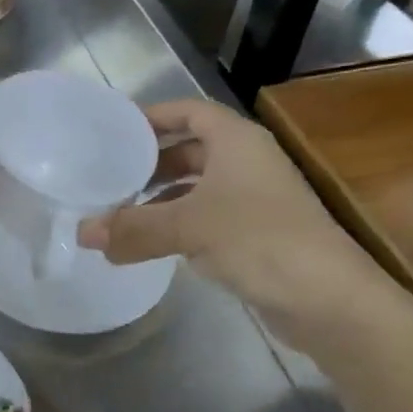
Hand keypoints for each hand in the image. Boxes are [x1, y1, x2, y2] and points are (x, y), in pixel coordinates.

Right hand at [77, 99, 397, 341]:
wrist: (330, 299)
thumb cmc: (259, 240)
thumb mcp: (188, 227)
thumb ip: (133, 227)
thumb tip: (82, 233)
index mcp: (236, 140)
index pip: (187, 111)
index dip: (152, 117)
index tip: (114, 132)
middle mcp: (247, 161)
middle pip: (191, 149)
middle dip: (151, 163)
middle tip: (110, 176)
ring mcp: (255, 199)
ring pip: (198, 187)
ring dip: (162, 198)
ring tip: (122, 213)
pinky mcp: (257, 234)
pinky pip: (208, 218)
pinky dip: (179, 225)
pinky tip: (153, 243)